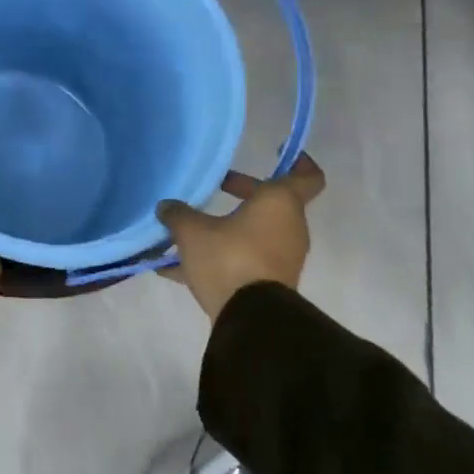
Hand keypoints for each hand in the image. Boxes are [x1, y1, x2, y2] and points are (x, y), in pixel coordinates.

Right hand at [157, 156, 324, 320]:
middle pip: (272, 202)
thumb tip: (166, 207)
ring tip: (190, 229)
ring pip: (256, 231)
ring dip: (229, 227)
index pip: (307, 176)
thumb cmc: (229, 258)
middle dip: (244, 192)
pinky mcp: (271, 283)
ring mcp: (282, 258)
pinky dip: (220, 257)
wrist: (252, 322)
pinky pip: (245, 259)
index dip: (298, 160)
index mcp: (279, 203)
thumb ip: (178, 213)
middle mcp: (289, 227)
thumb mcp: (192, 231)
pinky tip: (177, 268)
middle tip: (216, 186)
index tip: (278, 151)